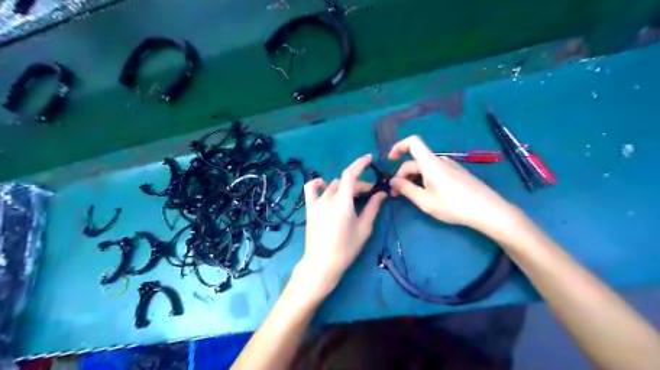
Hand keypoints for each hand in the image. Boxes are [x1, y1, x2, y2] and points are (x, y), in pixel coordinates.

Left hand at [298, 153, 387, 299]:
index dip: (359, 164)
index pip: (350, 175)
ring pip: (332, 186)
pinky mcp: (310, 209)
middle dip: (359, 185)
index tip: (369, 159)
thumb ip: (373, 208)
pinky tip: (324, 186)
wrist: (322, 264)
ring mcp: (316, 203)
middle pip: (344, 183)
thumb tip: (381, 193)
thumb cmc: (346, 248)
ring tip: (353, 196)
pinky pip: (311, 189)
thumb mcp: (364, 229)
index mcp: (342, 203)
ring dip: (344, 187)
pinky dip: (318, 184)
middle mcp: (328, 199)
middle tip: (370, 194)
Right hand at [387, 136, 520, 234]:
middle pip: (415, 160)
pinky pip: (435, 171)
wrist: (487, 210)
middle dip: (402, 175)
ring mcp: (450, 166)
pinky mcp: (457, 173)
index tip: (390, 160)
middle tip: (396, 194)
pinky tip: (428, 194)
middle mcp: (439, 160)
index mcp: (430, 163)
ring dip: (413, 178)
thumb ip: (406, 189)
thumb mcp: (425, 201)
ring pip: (425, 167)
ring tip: (411, 196)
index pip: (412, 142)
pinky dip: (425, 179)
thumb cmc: (453, 205)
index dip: (398, 147)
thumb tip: (392, 181)